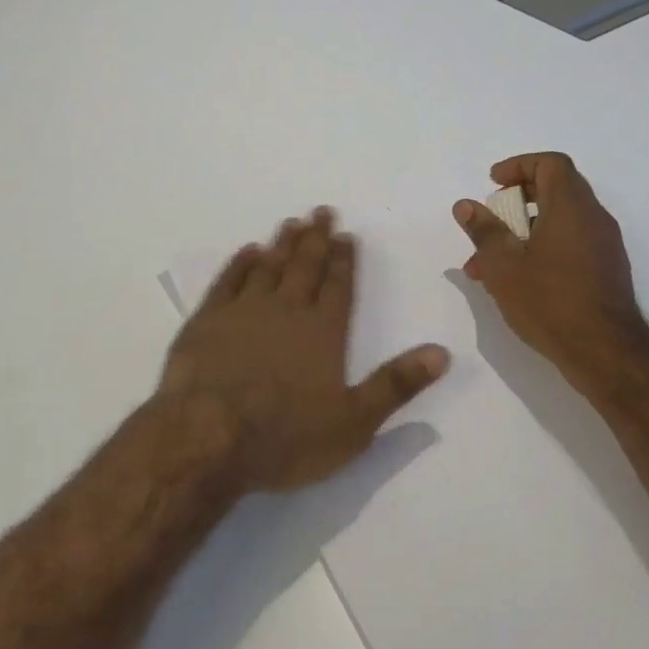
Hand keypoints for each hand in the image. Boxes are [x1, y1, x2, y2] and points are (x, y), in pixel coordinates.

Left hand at [160, 209, 450, 492]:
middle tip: (322, 211)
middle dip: (316, 239)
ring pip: (268, 267)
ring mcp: (243, 311)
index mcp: (323, 333)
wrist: (207, 436)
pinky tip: (248, 251)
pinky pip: (228, 280)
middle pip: (305, 266)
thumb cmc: (285, 436)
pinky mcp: (206, 320)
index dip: (345, 260)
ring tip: (291, 223)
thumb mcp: (354, 423)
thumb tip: (442, 352)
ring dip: (282, 244)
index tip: (347, 235)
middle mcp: (286, 311)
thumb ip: (396, 385)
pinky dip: (239, 263)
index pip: (339, 286)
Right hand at [453, 153, 648, 382]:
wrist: (606, 353)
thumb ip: (483, 230)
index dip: (519, 165)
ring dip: (522, 233)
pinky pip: (569, 244)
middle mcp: (593, 218)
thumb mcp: (503, 265)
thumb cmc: (549, 301)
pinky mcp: (606, 270)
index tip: (493, 184)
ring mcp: (604, 245)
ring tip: (487, 266)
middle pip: (555, 190)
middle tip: (488, 222)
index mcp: (571, 207)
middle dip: (514, 203)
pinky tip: (516, 282)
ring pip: (558, 222)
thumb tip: (466, 205)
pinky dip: (541, 249)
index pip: (551, 163)